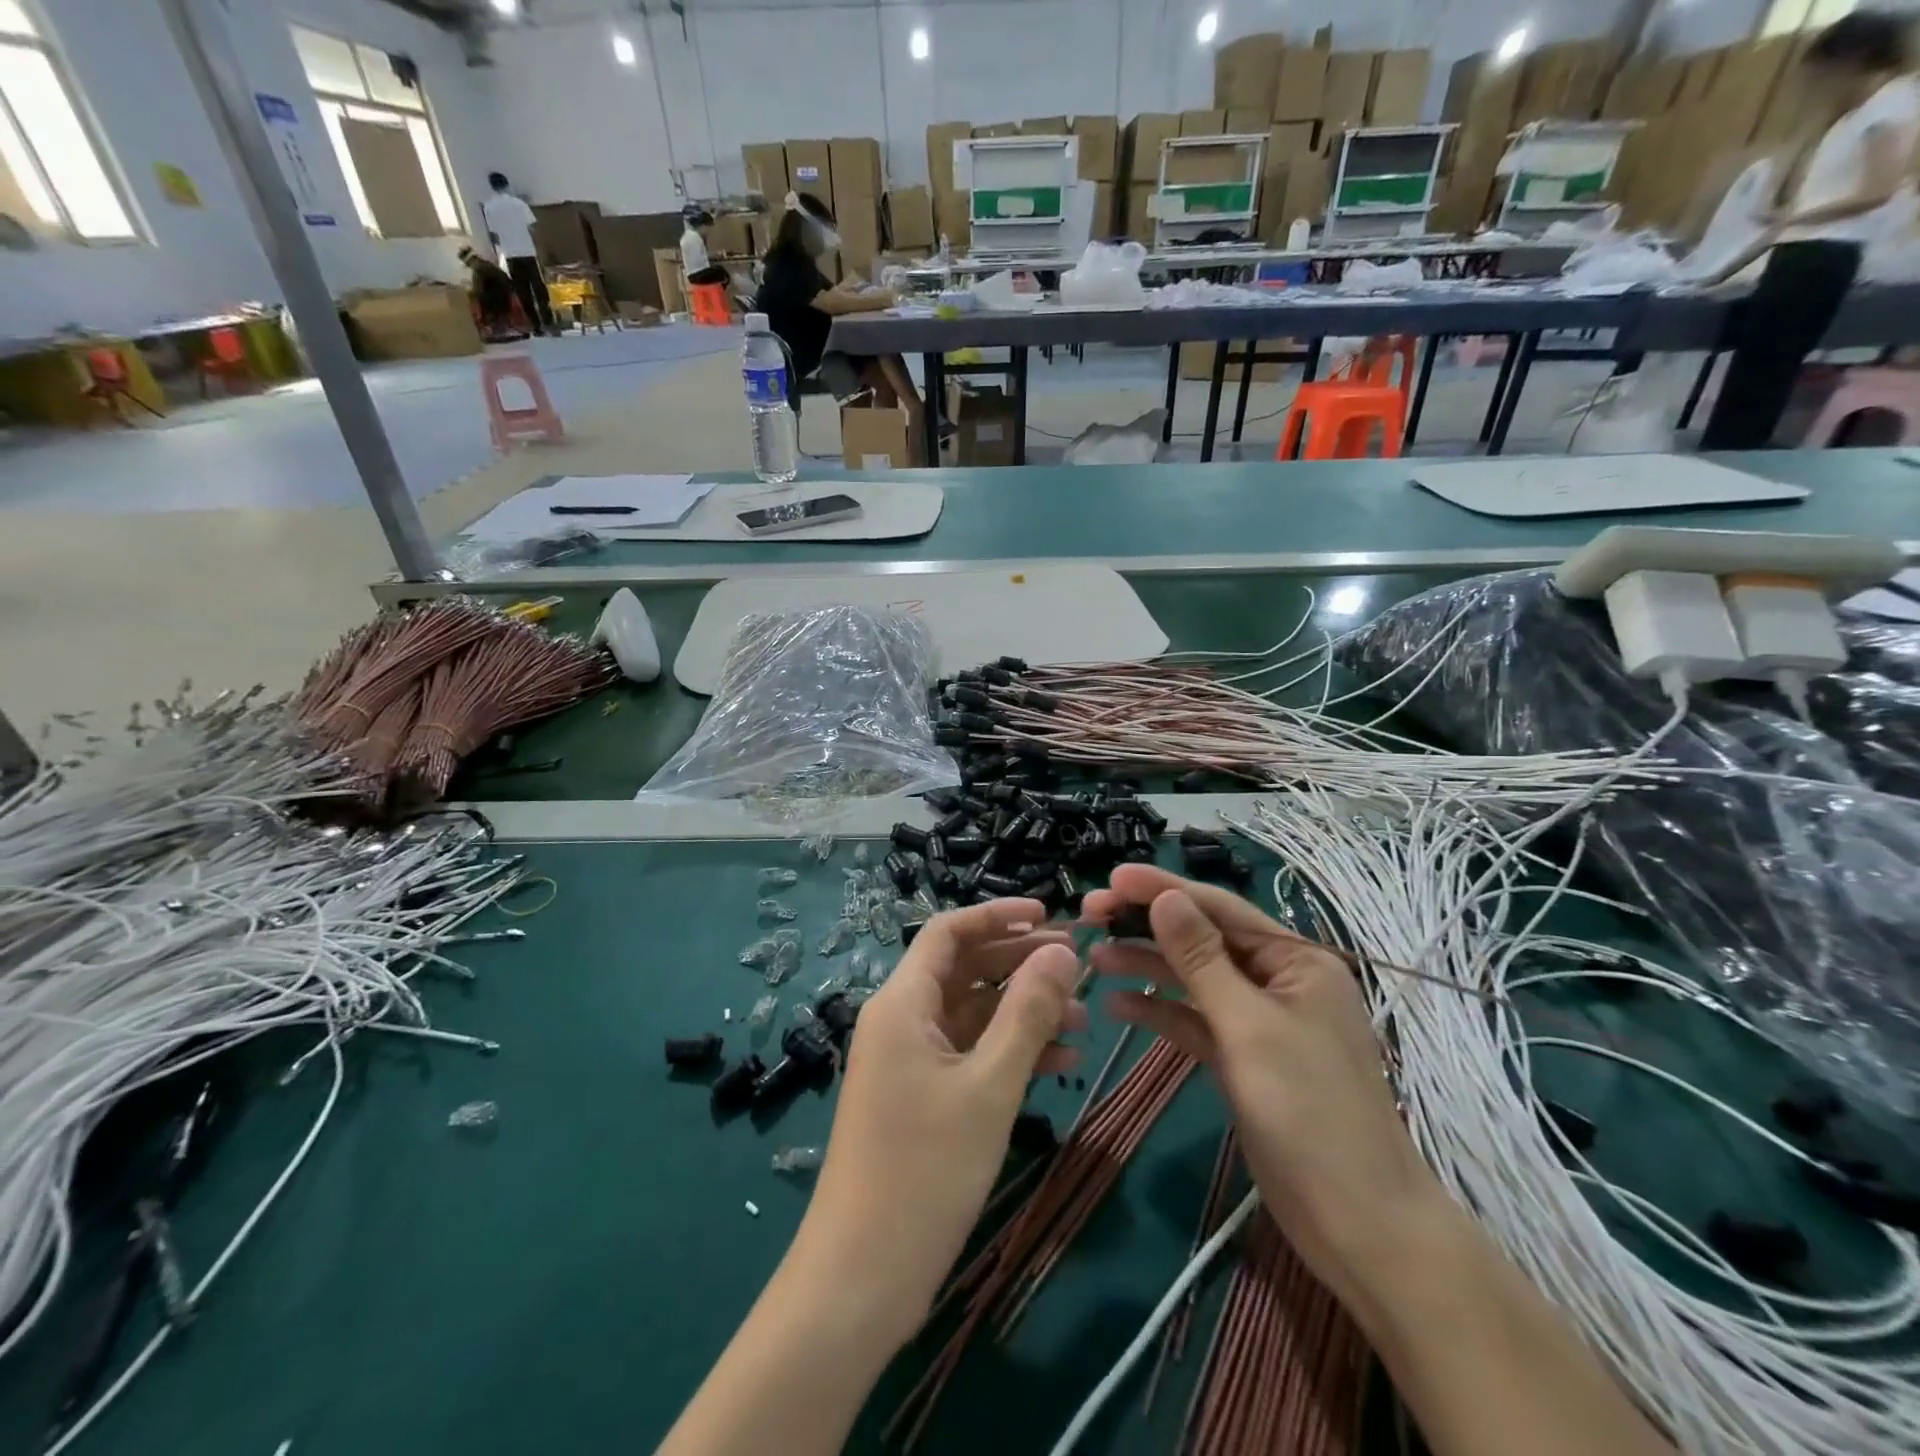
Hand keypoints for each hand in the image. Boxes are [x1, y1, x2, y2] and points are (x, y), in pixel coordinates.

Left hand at [792, 899, 1085, 1346]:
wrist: (861, 1279)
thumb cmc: (924, 1172)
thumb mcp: (988, 1087)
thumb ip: (1027, 1013)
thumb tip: (1062, 951)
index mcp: (902, 1003)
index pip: (948, 932)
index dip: (998, 916)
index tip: (1051, 916)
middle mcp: (901, 1020)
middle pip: (965, 969)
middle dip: (1020, 964)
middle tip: (1080, 967)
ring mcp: (910, 1061)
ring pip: (973, 1014)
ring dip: (1024, 1012)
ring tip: (1084, 1020)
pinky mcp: (922, 1098)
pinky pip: (970, 1055)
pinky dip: (1010, 1052)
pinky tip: (1061, 1065)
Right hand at [1083, 866, 1437, 1299]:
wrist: (1358, 1224)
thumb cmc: (1310, 1112)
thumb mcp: (1249, 1027)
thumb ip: (1202, 959)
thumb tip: (1165, 897)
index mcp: (1297, 961)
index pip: (1220, 908)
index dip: (1163, 889)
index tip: (1111, 878)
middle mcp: (1278, 981)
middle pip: (1203, 939)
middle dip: (1147, 926)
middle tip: (1091, 916)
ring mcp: (1260, 1021)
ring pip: (1193, 979)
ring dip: (1147, 966)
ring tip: (1094, 958)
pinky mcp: (1243, 1058)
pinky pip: (1195, 1021)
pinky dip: (1159, 1011)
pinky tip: (1118, 1005)